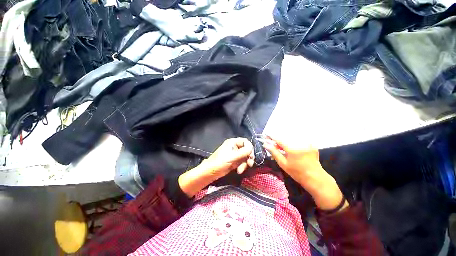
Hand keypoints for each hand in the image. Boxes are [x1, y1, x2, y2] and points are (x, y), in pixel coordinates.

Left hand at [179, 138, 254, 196]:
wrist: (211, 172)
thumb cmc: (220, 162)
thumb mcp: (233, 157)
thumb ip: (243, 152)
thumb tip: (251, 148)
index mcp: (233, 142)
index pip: (245, 142)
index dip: (249, 148)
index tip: (250, 156)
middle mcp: (234, 147)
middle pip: (247, 150)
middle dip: (248, 157)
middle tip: (249, 164)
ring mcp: (235, 154)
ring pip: (245, 157)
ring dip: (245, 163)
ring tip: (240, 170)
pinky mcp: (234, 161)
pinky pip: (242, 162)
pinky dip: (242, 166)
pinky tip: (238, 171)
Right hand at [263, 136, 346, 210]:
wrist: (315, 178)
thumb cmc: (297, 172)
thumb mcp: (283, 164)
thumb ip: (274, 152)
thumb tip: (266, 144)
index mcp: (292, 149)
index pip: (279, 140)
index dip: (272, 137)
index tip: (266, 135)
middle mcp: (300, 144)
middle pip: (285, 139)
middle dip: (279, 142)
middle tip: (275, 147)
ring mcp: (307, 144)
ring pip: (292, 140)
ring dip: (286, 143)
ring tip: (284, 150)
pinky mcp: (312, 145)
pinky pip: (300, 141)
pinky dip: (294, 144)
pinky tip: (294, 151)